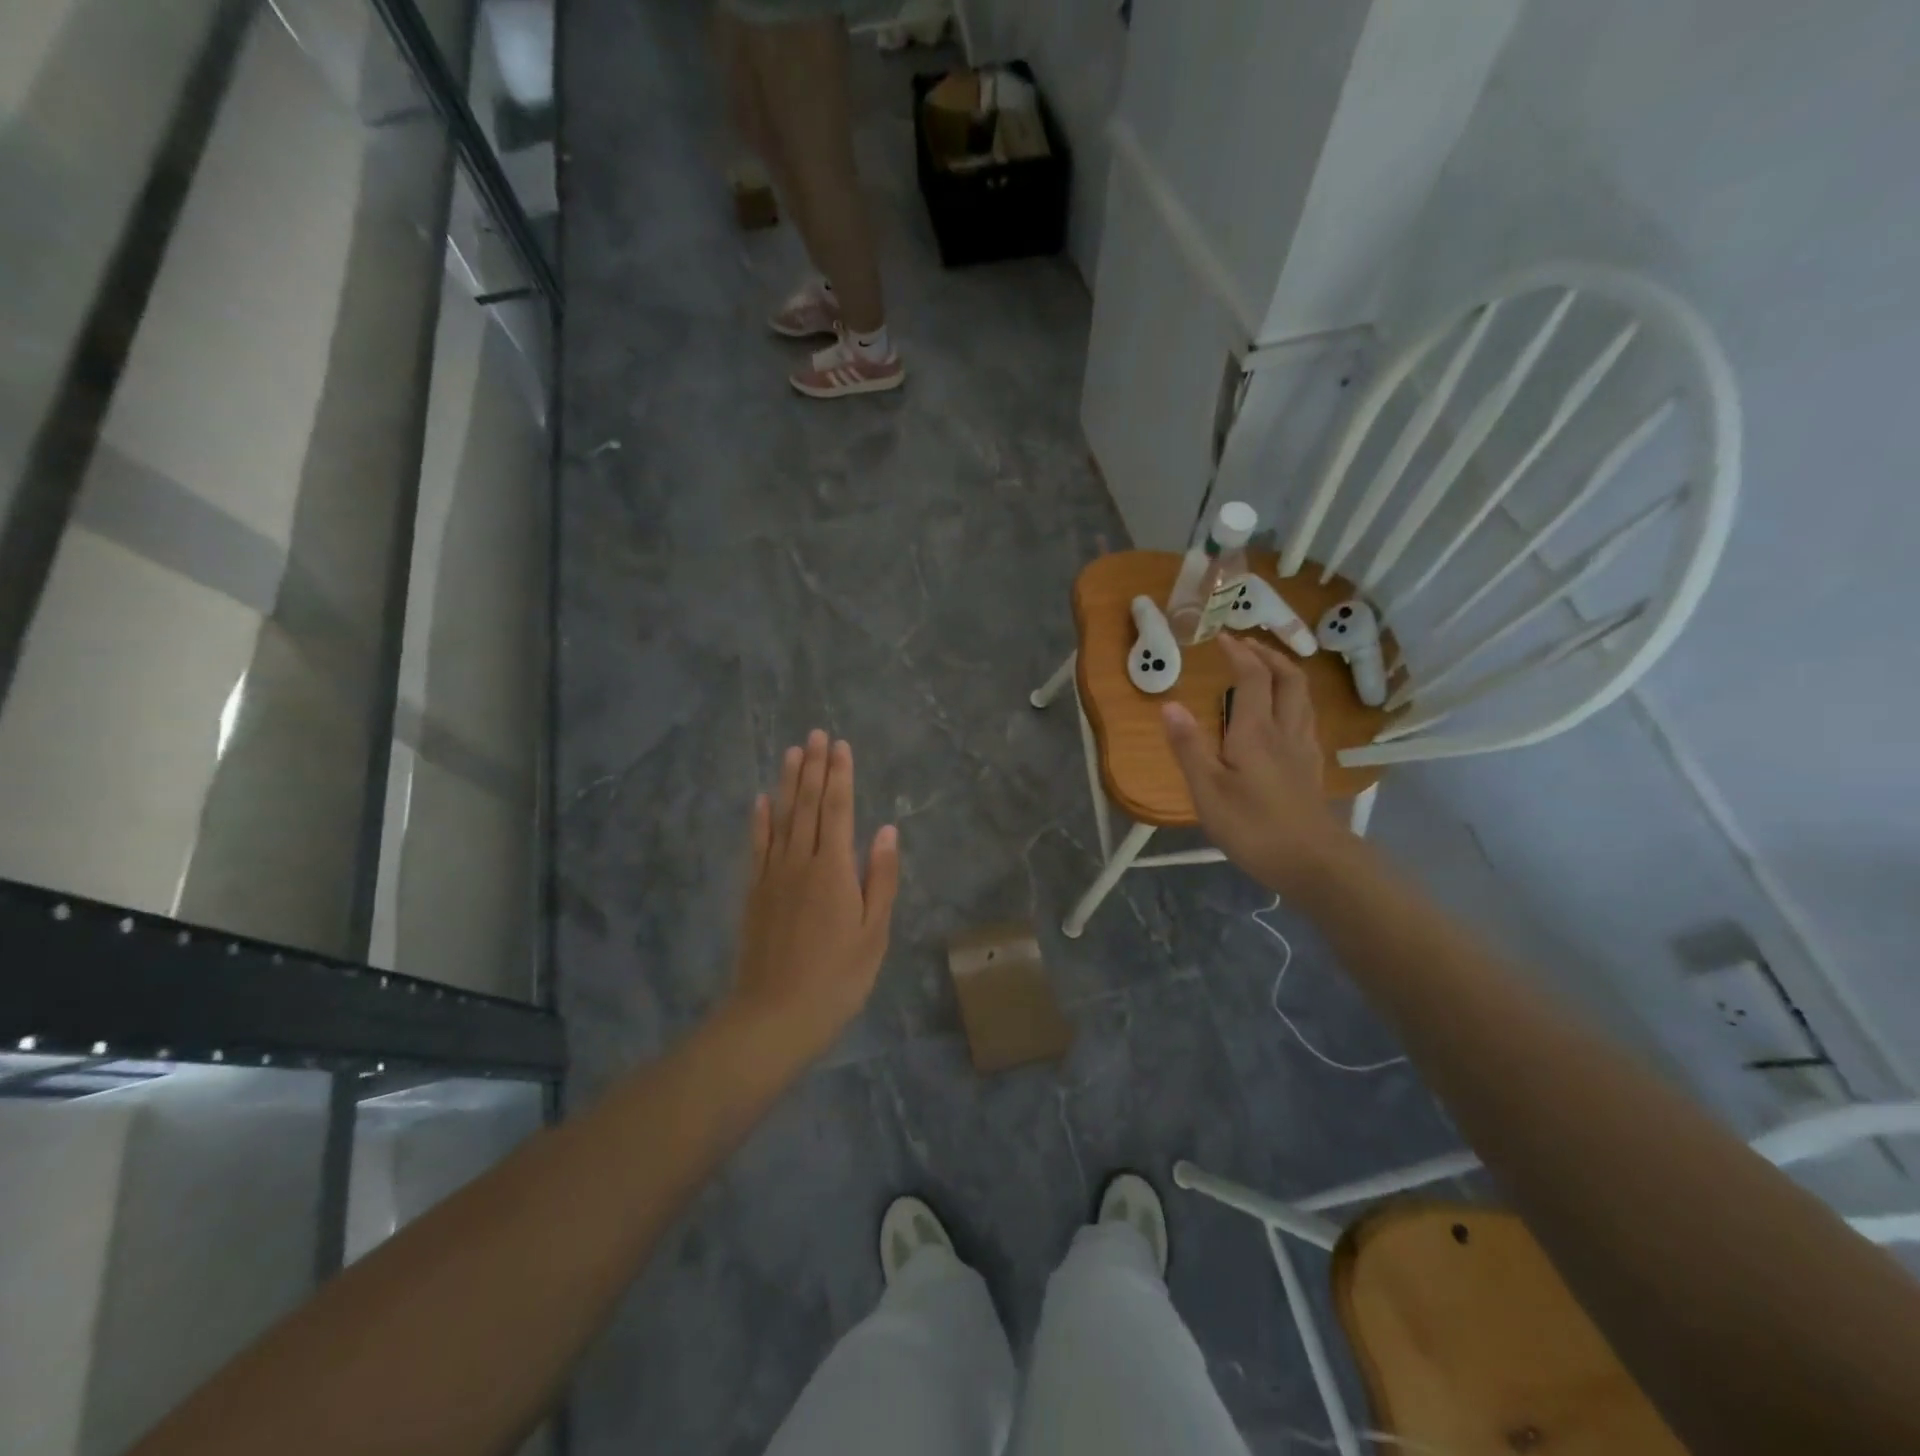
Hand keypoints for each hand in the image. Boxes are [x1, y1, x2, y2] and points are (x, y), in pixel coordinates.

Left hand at [729, 730, 899, 1055]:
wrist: (776, 1014)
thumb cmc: (837, 976)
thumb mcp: (874, 932)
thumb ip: (880, 877)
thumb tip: (887, 830)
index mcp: (834, 868)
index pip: (838, 809)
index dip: (840, 775)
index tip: (841, 745)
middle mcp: (800, 861)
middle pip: (808, 804)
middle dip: (814, 767)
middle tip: (816, 734)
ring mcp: (772, 874)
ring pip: (781, 817)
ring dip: (788, 782)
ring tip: (793, 751)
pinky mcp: (754, 891)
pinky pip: (757, 845)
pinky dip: (759, 820)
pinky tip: (761, 800)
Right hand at [1162, 634, 1347, 891]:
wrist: (1313, 862)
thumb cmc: (1253, 826)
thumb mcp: (1207, 789)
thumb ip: (1188, 746)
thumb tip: (1169, 705)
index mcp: (1256, 730)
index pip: (1253, 676)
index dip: (1239, 652)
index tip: (1221, 638)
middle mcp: (1285, 730)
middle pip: (1289, 678)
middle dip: (1269, 654)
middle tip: (1247, 646)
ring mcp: (1304, 749)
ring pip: (1303, 697)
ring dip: (1285, 674)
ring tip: (1265, 670)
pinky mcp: (1312, 768)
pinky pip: (1306, 718)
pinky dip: (1292, 701)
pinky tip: (1281, 716)